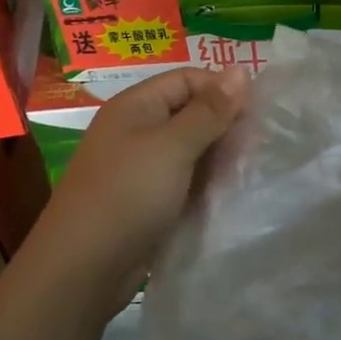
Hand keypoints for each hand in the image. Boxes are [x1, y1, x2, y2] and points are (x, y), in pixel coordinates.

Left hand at [31, 66, 248, 303]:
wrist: (82, 269)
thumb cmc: (127, 195)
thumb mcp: (172, 147)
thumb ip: (209, 111)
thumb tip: (241, 70)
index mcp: (136, 106)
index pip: (188, 79)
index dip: (222, 90)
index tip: (258, 114)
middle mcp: (137, 130)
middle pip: (190, 112)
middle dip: (223, 126)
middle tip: (256, 149)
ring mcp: (140, 167)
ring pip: (190, 149)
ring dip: (217, 158)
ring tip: (247, 172)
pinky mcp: (146, 200)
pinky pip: (183, 180)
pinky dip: (205, 184)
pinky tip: (228, 195)